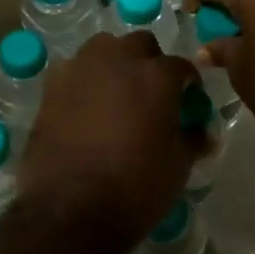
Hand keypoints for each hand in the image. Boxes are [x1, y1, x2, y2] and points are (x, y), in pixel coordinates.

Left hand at [18, 32, 200, 244]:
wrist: (70, 209)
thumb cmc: (136, 187)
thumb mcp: (178, 166)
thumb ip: (192, 140)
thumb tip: (204, 133)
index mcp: (157, 75)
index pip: (181, 66)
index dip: (187, 83)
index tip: (188, 100)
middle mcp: (119, 60)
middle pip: (140, 45)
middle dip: (149, 62)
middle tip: (150, 93)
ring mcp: (80, 68)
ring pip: (102, 49)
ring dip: (113, 63)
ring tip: (115, 93)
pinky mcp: (50, 86)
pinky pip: (73, 70)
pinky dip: (82, 80)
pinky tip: (83, 106)